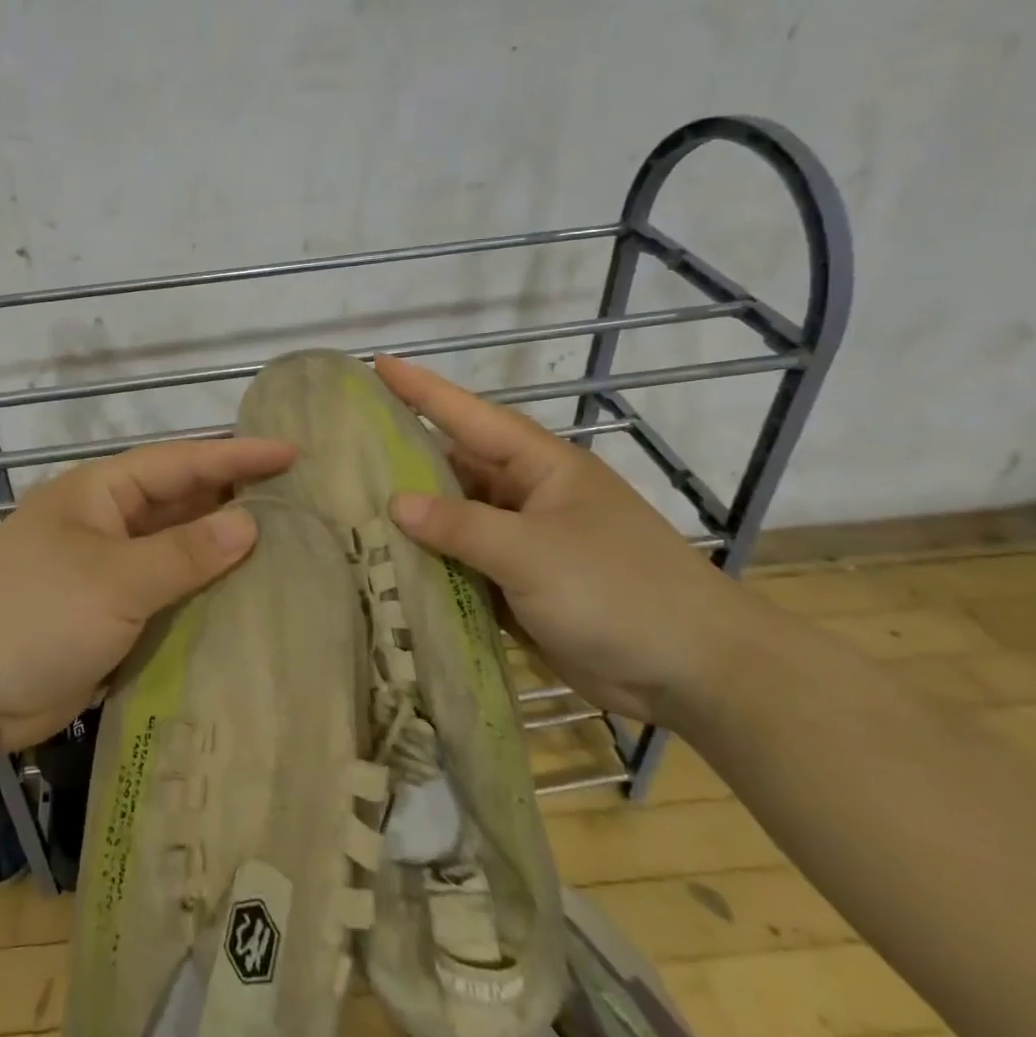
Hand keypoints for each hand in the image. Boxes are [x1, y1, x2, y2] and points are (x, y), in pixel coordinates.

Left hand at [0, 437, 296, 754]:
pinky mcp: (110, 615)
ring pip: (178, 551)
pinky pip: (168, 595)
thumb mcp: (113, 580)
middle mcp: (108, 523)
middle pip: (182, 503)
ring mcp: (108, 571)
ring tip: (289, 551)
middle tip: (301, 503)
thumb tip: (249, 525)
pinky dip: (202, 595)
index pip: (181, 463)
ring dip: (222, 552)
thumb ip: (184, 553)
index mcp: (102, 493)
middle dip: (236, 500)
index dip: (237, 455)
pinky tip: (245, 602)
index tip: (293, 454)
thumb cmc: (34, 614)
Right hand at [374, 354, 762, 724]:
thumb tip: (396, 503)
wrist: (693, 672)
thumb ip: (461, 525)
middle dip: (404, 460)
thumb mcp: (532, 552)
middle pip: (455, 468)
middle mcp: (527, 496)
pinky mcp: (522, 587)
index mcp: (540, 467)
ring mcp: (524, 543)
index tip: (375, 364)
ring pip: (456, 521)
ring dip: (415, 520)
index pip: (469, 416)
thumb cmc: (617, 590)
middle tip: (342, 451)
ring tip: (351, 510)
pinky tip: (389, 568)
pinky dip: (432, 566)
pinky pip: (465, 566)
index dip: (421, 389)